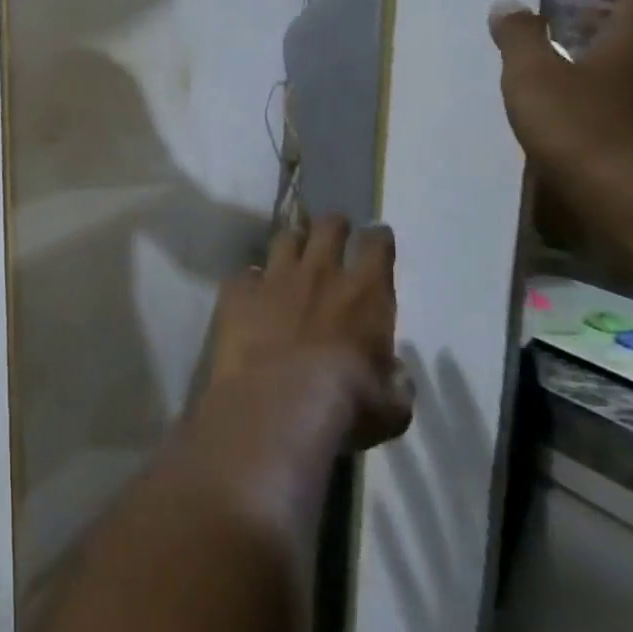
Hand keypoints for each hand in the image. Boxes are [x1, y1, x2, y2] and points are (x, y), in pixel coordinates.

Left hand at [209, 215, 411, 451]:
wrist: (276, 402)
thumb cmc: (345, 406)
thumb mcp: (391, 406)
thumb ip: (395, 384)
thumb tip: (393, 375)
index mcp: (366, 295)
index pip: (377, 247)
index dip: (377, 237)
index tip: (376, 235)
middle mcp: (320, 274)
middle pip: (327, 227)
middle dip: (332, 224)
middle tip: (333, 228)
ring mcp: (274, 278)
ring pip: (284, 240)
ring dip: (292, 242)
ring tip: (292, 250)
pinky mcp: (237, 291)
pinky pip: (244, 275)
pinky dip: (250, 281)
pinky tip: (249, 292)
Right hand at [487, 0, 632, 197]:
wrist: (626, 194)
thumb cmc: (578, 125)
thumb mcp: (532, 75)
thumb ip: (519, 38)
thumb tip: (508, 4)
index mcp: (630, 44)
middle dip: (606, 20)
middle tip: (573, 17)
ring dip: (605, 57)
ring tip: (567, 63)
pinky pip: (628, 101)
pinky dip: (604, 92)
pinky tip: (576, 109)